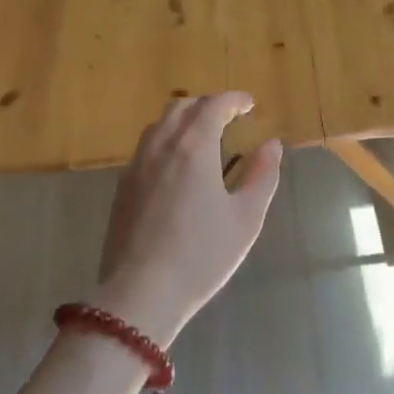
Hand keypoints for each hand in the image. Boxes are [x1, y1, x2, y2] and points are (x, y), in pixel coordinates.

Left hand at [91, 92, 282, 347]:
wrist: (140, 294)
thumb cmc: (202, 256)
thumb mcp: (245, 219)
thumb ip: (262, 176)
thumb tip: (271, 145)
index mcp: (194, 147)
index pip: (213, 105)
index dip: (233, 99)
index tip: (249, 104)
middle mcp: (162, 146)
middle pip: (181, 107)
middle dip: (206, 105)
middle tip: (227, 118)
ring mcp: (136, 166)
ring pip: (158, 125)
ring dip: (182, 120)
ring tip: (201, 138)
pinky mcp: (122, 187)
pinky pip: (145, 148)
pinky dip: (165, 141)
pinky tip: (175, 167)